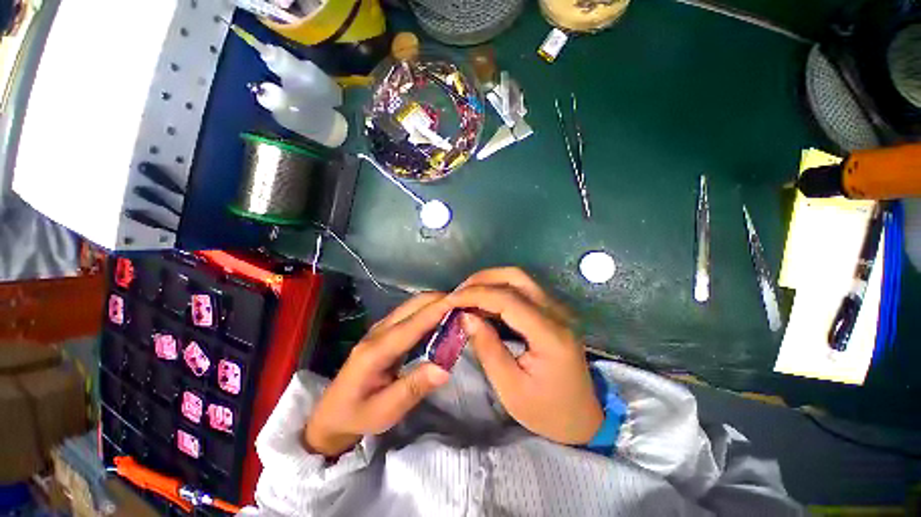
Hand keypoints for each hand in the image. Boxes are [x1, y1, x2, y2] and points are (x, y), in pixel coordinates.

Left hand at [304, 293, 451, 457]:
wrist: (330, 414)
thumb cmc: (358, 416)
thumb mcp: (385, 411)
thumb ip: (414, 387)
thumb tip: (444, 368)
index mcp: (377, 350)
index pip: (414, 323)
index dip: (439, 309)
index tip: (463, 300)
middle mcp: (379, 331)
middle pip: (414, 304)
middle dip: (441, 299)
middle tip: (467, 304)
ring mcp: (380, 328)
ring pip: (412, 305)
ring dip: (436, 302)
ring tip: (460, 308)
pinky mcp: (384, 331)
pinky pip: (410, 313)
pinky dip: (429, 310)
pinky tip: (442, 318)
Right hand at [448, 268, 602, 444]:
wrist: (582, 418)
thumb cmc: (546, 411)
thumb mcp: (510, 388)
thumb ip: (487, 348)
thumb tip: (465, 316)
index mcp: (550, 335)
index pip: (508, 299)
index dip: (476, 294)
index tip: (450, 300)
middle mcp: (557, 313)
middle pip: (516, 277)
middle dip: (482, 280)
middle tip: (457, 294)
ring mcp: (557, 309)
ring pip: (519, 278)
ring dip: (490, 281)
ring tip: (466, 297)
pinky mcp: (552, 311)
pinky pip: (522, 289)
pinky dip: (498, 290)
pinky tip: (483, 303)